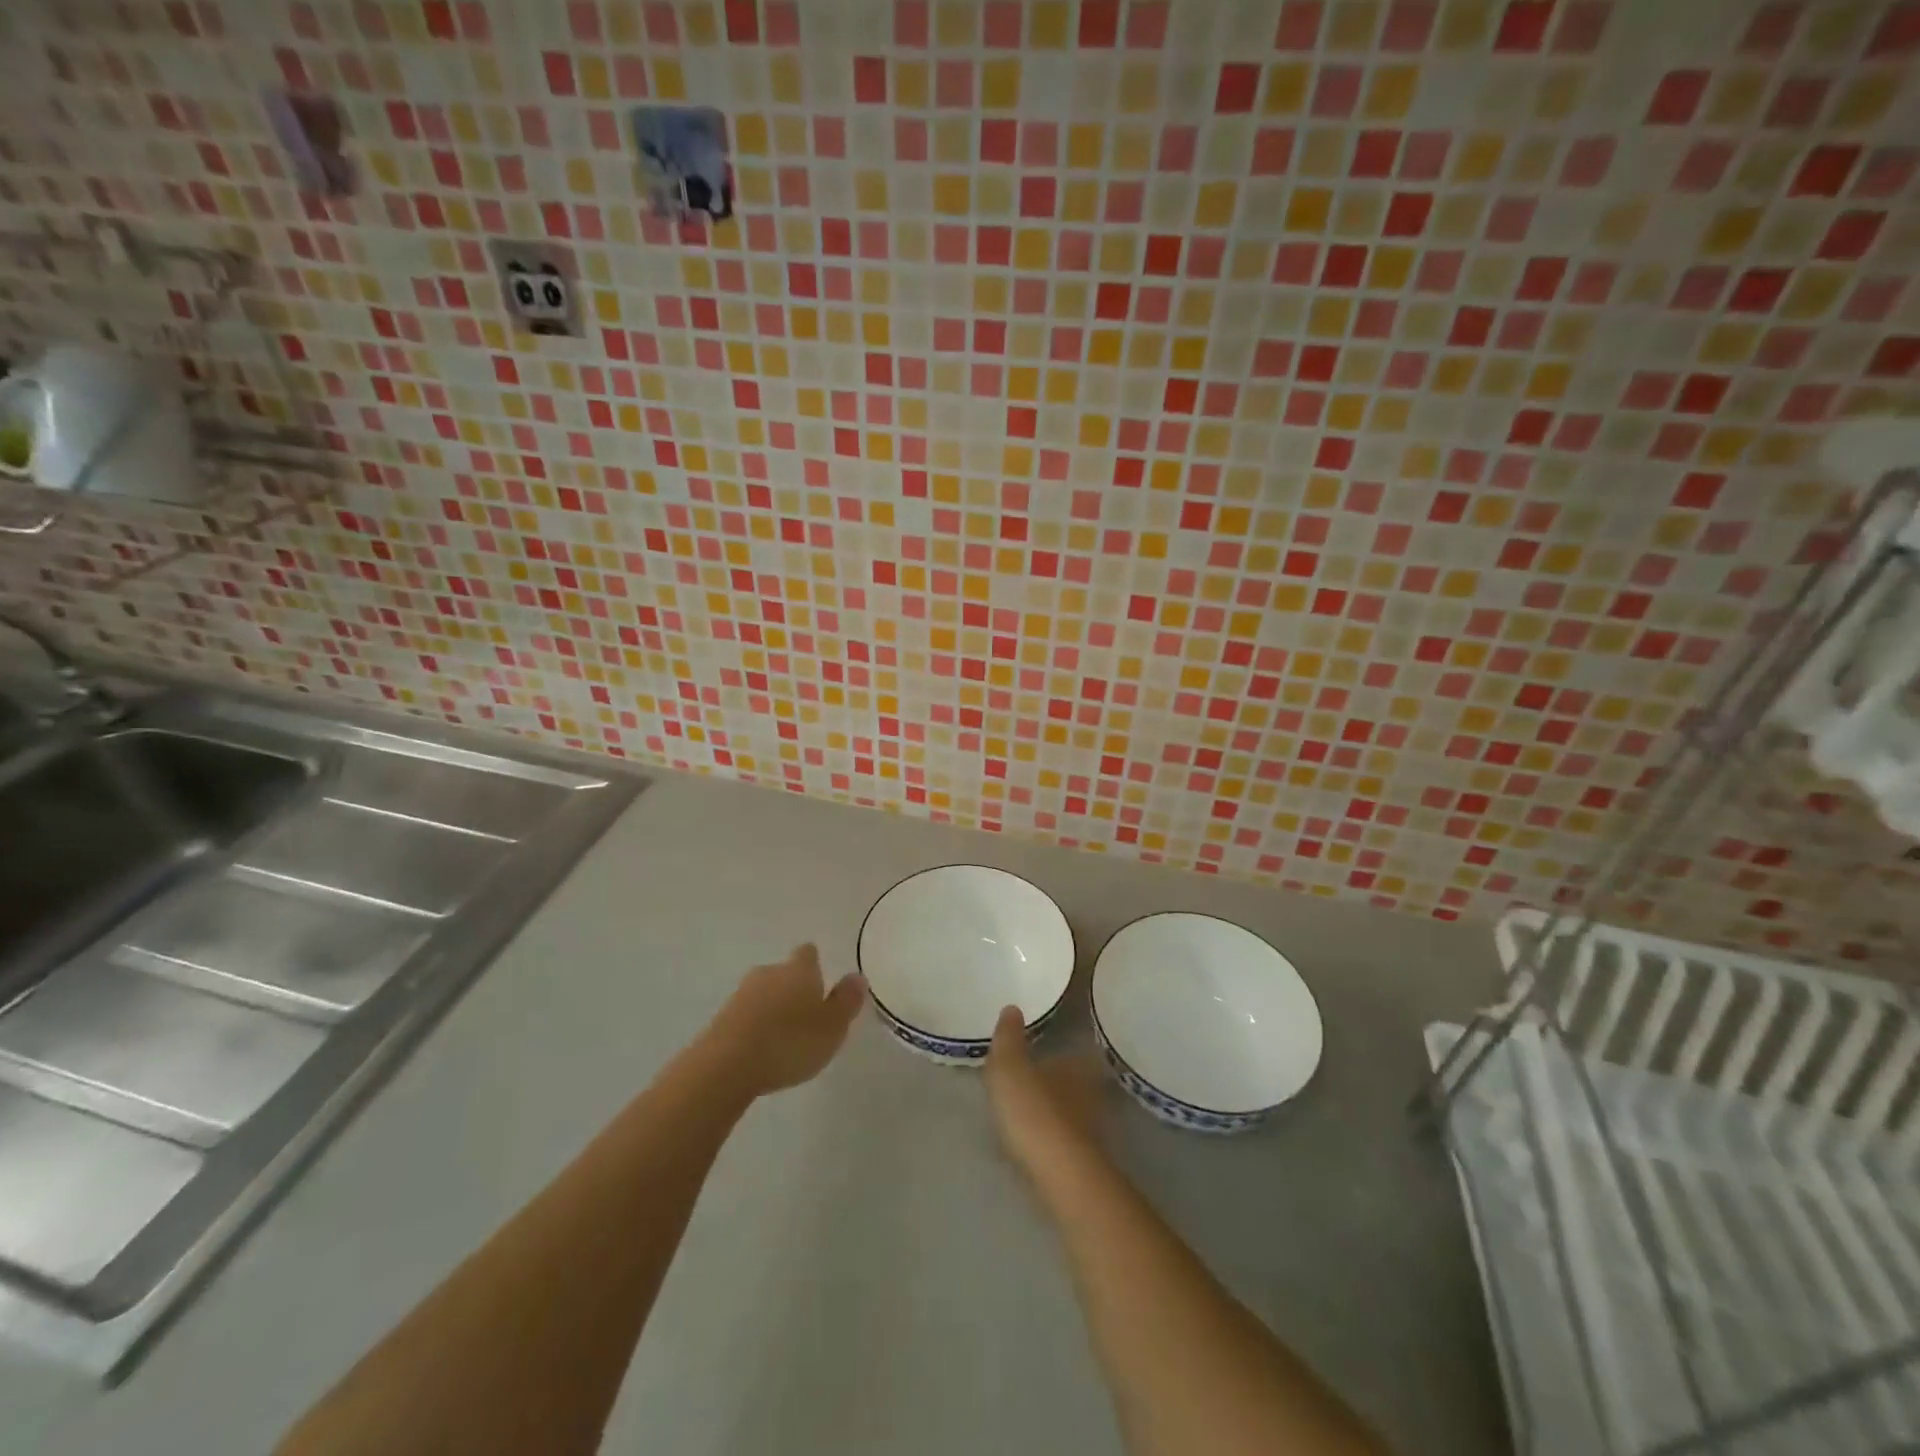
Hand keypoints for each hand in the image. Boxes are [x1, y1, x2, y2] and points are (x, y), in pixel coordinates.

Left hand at [702, 944, 864, 1097]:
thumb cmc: (790, 1042)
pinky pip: (745, 1015)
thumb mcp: (832, 1027)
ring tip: (784, 1035)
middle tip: (806, 1013)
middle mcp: (769, 972)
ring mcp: (741, 994)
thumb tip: (857, 976)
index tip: (820, 978)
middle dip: (793, 988)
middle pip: (783, 972)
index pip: (808, 953)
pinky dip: (754, 1025)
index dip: (814, 963)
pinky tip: (760, 1048)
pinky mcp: (721, 1018)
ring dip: (772, 1008)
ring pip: (763, 993)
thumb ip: (846, 1001)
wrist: (727, 1065)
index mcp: (799, 970)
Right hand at [986, 1005, 1103, 1177]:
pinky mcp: (1087, 1159)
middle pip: (1076, 1080)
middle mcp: (1092, 1090)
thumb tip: (1012, 1007)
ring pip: (1074, 1110)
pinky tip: (1038, 1141)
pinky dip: (1055, 1136)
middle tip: (1034, 1079)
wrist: (1060, 1174)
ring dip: (1057, 1110)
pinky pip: (1068, 1138)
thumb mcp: (1009, 1067)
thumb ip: (1008, 1038)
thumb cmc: (1034, 1110)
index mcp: (1077, 1063)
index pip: (1075, 1050)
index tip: (1044, 1050)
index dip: (1060, 1050)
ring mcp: (1093, 1127)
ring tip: (1031, 1111)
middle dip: (1058, 1080)